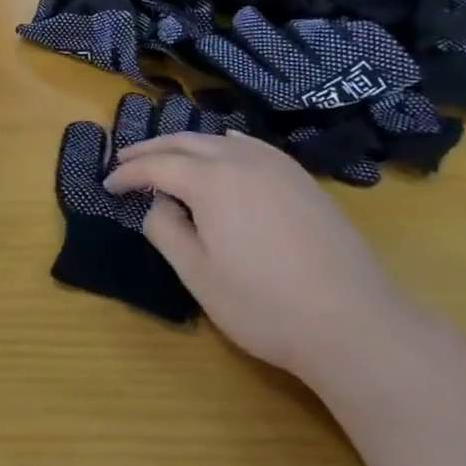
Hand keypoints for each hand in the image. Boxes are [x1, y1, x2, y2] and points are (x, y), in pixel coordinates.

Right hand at [107, 133, 414, 383]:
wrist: (357, 325)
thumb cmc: (265, 305)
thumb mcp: (198, 275)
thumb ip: (166, 231)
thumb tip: (158, 204)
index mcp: (210, 180)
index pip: (156, 166)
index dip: (128, 174)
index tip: (108, 185)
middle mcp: (240, 160)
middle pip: (184, 142)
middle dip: (150, 150)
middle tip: (125, 160)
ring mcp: (276, 166)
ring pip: (218, 140)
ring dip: (184, 145)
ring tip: (165, 156)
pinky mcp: (302, 180)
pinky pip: (251, 147)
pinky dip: (224, 145)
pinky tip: (224, 151)